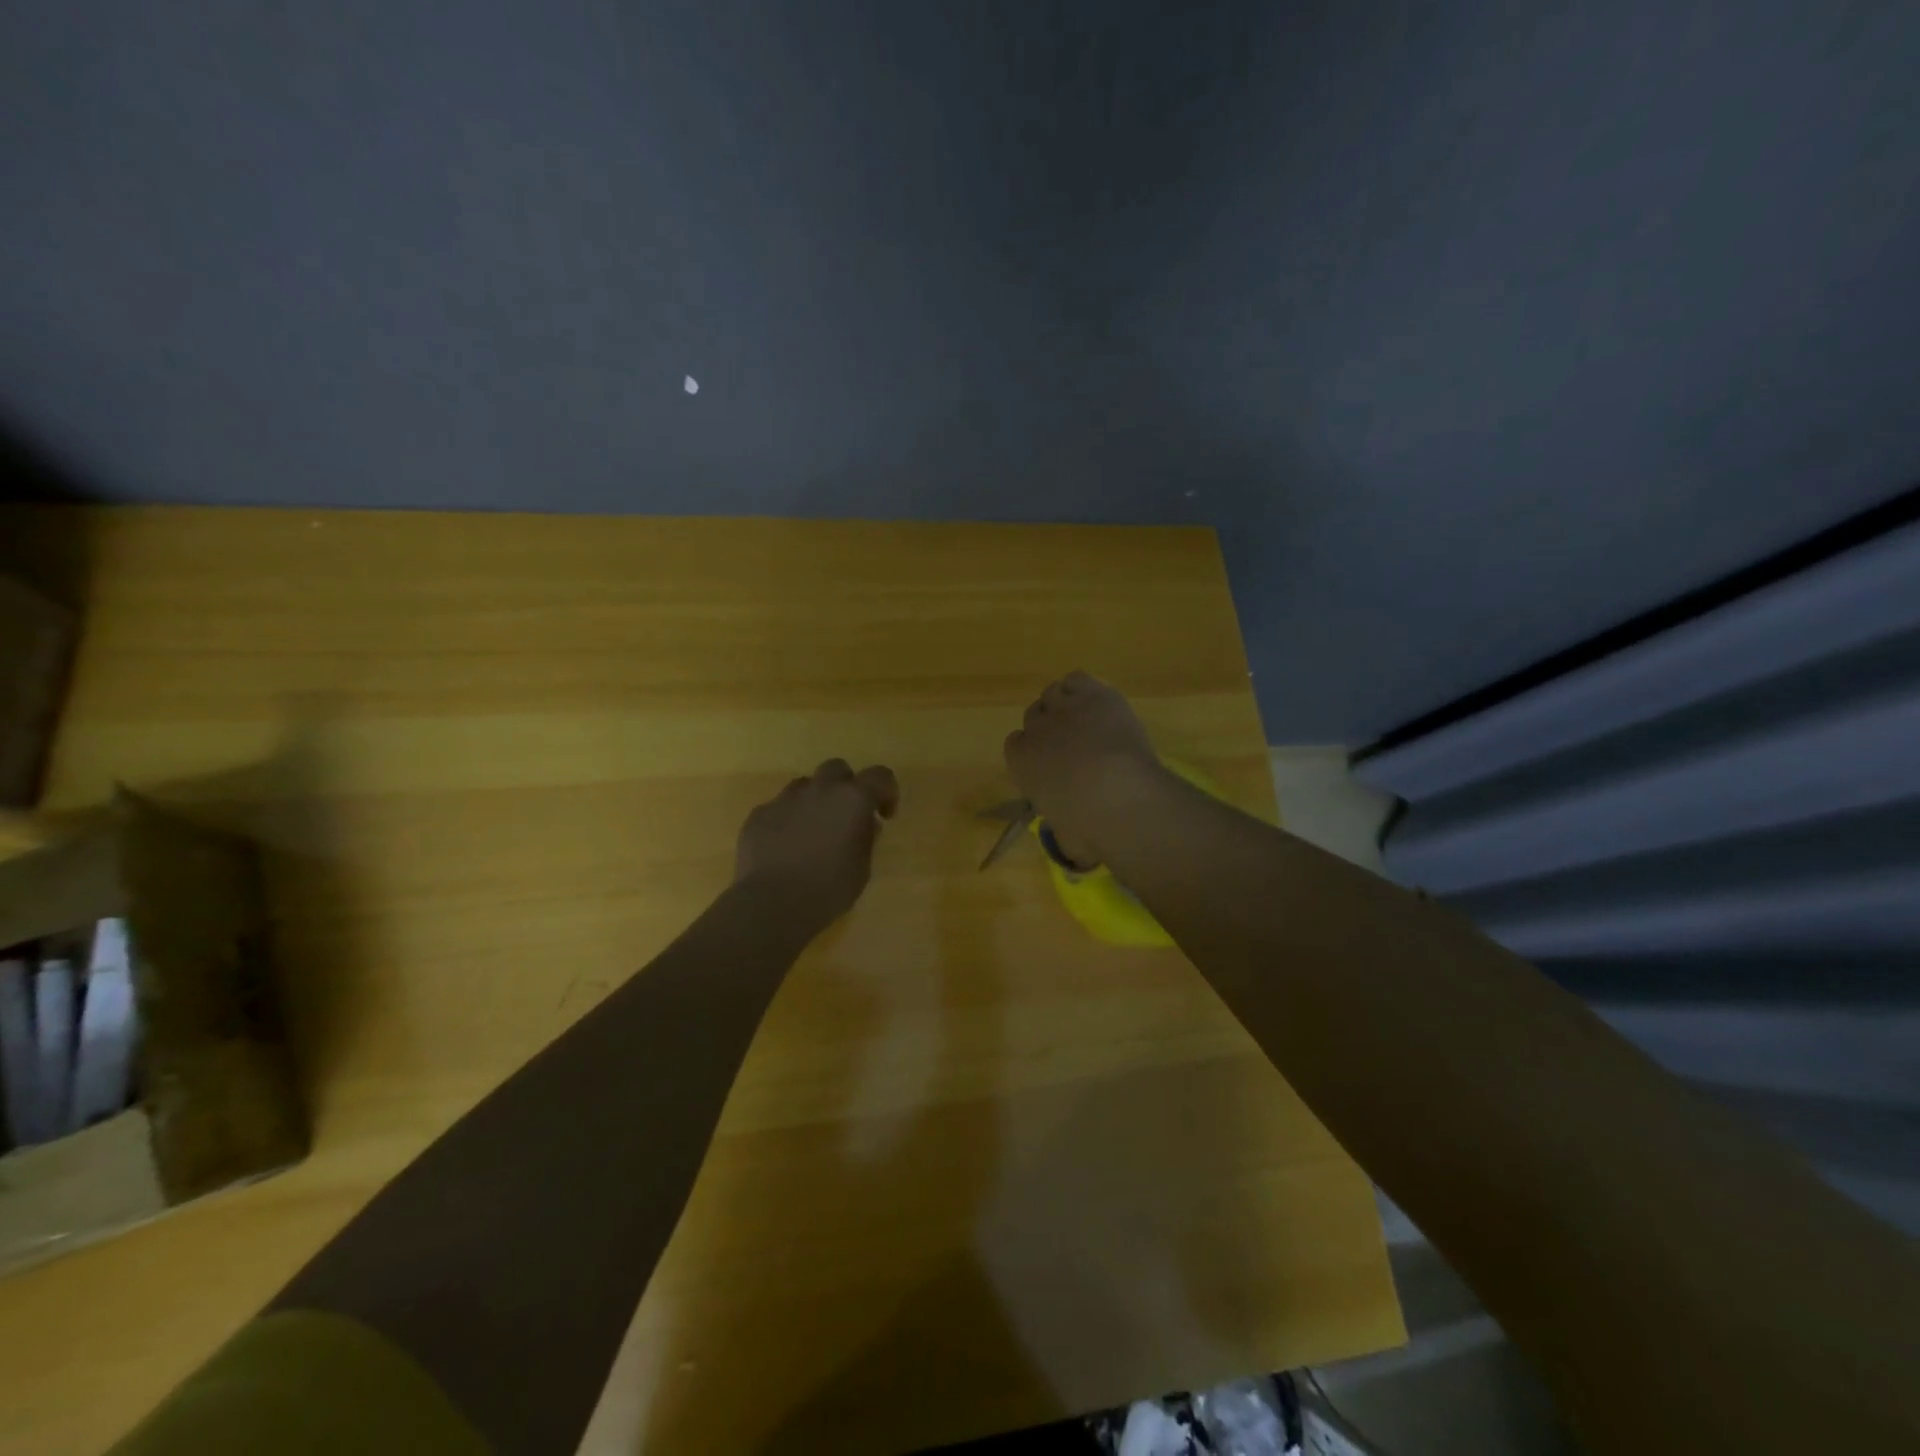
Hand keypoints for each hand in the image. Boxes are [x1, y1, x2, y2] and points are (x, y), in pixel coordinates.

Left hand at [735, 759, 899, 926]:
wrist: (772, 903)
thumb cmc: (828, 889)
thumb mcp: (862, 868)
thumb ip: (866, 838)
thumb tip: (867, 823)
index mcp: (852, 799)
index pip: (880, 776)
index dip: (886, 791)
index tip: (884, 814)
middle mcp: (820, 790)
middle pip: (837, 768)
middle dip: (845, 786)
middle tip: (845, 815)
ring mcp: (785, 799)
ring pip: (804, 785)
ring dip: (813, 800)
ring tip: (812, 831)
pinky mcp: (759, 814)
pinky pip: (778, 808)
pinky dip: (786, 820)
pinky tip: (783, 847)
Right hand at [1003, 672, 1163, 866]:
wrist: (1117, 795)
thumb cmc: (1087, 827)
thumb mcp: (1068, 839)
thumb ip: (1063, 832)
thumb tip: (1074, 845)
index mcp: (1020, 762)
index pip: (1015, 743)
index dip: (1033, 752)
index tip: (1051, 764)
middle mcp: (1036, 730)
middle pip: (1033, 715)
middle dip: (1050, 728)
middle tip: (1073, 744)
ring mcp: (1065, 708)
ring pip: (1053, 693)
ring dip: (1066, 705)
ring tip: (1086, 721)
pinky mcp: (1094, 695)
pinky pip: (1076, 679)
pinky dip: (1083, 688)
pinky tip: (1097, 704)